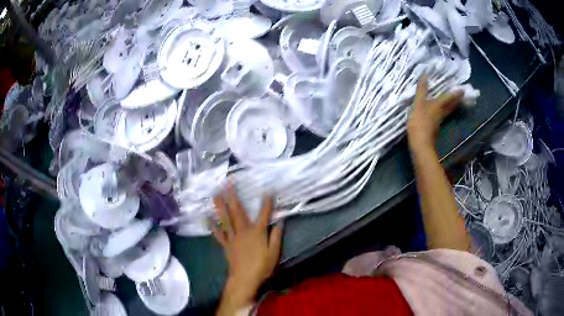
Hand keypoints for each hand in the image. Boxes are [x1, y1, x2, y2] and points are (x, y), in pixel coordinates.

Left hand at [212, 185, 282, 313]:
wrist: (245, 278)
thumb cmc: (262, 266)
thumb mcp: (274, 253)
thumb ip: (276, 236)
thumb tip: (280, 222)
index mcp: (257, 232)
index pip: (264, 214)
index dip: (266, 203)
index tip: (268, 190)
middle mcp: (243, 231)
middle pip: (238, 211)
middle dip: (233, 196)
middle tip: (227, 184)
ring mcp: (233, 237)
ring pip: (225, 219)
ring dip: (220, 206)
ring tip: (215, 195)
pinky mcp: (226, 244)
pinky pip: (219, 234)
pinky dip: (213, 226)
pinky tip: (208, 218)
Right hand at [407, 75, 462, 152]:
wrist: (420, 143)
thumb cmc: (420, 122)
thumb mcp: (419, 103)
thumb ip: (422, 90)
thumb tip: (425, 75)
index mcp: (438, 106)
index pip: (448, 98)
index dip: (455, 93)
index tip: (463, 90)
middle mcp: (441, 113)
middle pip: (451, 106)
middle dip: (456, 101)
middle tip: (462, 96)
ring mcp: (438, 122)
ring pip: (448, 112)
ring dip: (452, 107)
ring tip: (455, 103)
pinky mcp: (435, 128)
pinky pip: (442, 117)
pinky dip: (444, 113)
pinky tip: (441, 113)